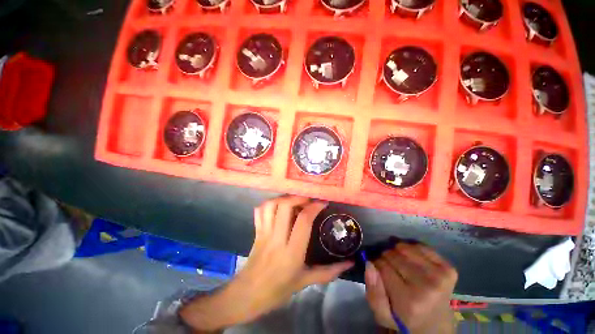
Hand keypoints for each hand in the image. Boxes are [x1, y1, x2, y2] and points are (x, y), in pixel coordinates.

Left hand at [180, 196, 352, 330]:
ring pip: (271, 205)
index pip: (304, 220)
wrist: (248, 295)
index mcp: (292, 252)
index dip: (314, 207)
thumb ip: (329, 272)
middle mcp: (277, 238)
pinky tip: (278, 206)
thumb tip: (349, 263)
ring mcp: (264, 232)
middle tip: (308, 200)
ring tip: (294, 201)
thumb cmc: (278, 290)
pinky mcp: (256, 231)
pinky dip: (269, 203)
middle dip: (299, 198)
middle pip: (285, 206)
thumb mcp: (306, 281)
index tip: (322, 203)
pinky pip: (260, 210)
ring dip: (284, 198)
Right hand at [364, 243, 457, 333]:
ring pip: (404, 247)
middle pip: (393, 255)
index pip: (382, 266)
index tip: (378, 270)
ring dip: (397, 252)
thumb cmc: (405, 320)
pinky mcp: (448, 268)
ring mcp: (440, 275)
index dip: (376, 265)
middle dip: (386, 258)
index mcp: (410, 301)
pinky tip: (412, 259)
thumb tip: (369, 263)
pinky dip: (411, 249)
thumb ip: (373, 292)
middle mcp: (427, 286)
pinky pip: (420, 246)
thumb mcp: (383, 315)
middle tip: (389, 268)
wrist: (437, 325)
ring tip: (399, 262)